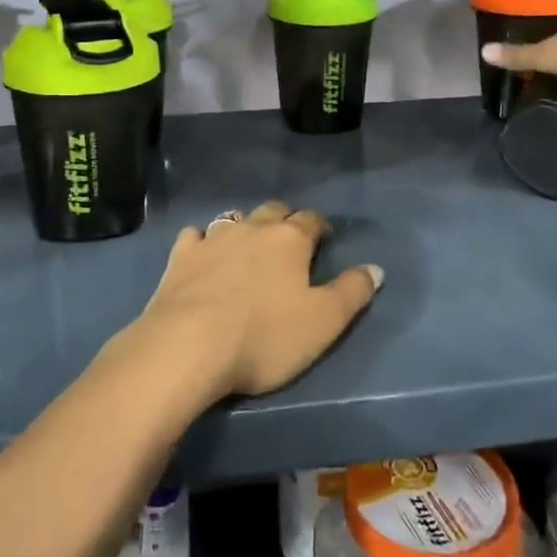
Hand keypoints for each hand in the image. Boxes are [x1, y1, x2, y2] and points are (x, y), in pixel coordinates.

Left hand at [139, 201, 381, 397]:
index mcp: (290, 239)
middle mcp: (252, 228)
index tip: (325, 237)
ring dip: (245, 226)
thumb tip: (376, 268)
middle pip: (273, 211)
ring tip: (249, 243)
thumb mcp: (324, 322)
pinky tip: (203, 252)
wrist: (189, 345)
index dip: (321, 226)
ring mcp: (212, 239)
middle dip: (285, 219)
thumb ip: (352, 292)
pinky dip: (203, 240)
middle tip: (290, 239)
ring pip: (234, 218)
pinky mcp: (180, 257)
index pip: (311, 220)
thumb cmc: (265, 336)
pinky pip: (195, 236)